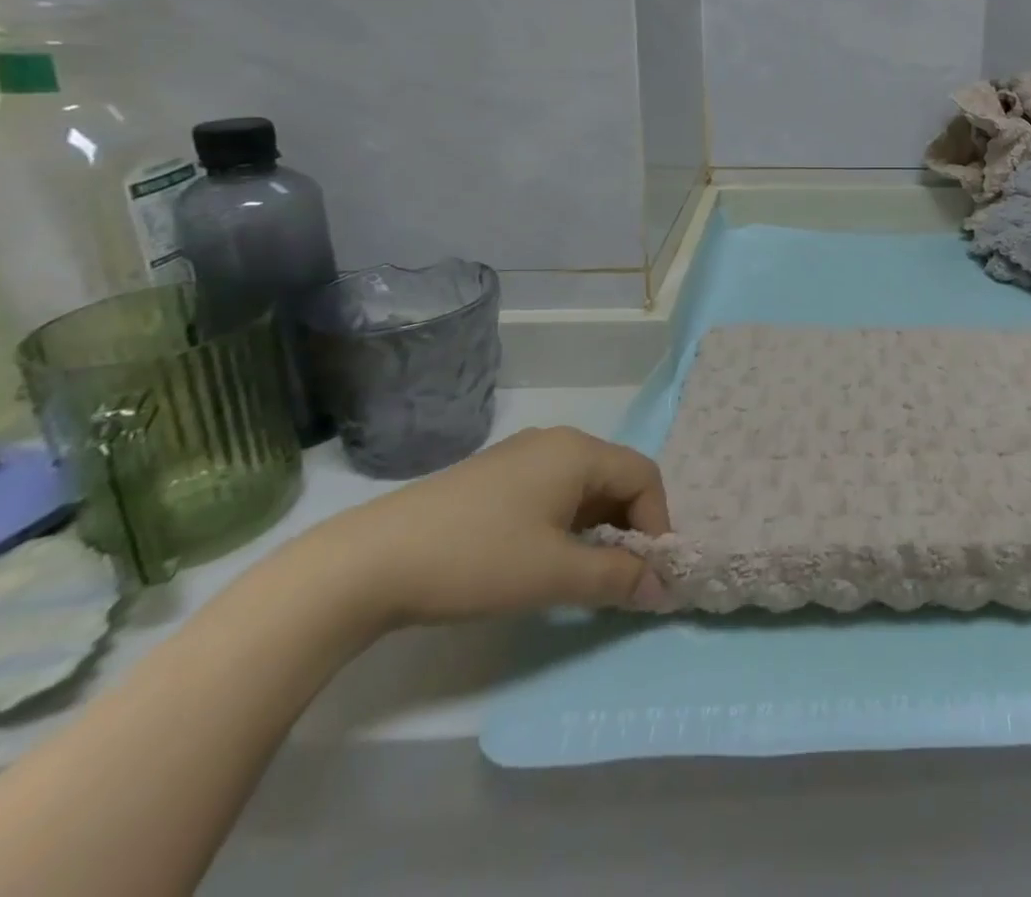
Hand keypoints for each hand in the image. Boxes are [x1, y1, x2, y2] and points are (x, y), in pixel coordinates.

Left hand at [299, 427, 673, 628]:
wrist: (366, 564)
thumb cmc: (476, 559)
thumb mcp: (554, 574)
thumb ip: (617, 578)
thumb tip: (665, 588)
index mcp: (579, 451)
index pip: (644, 476)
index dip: (657, 524)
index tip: (647, 574)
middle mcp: (556, 442)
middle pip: (616, 479)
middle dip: (627, 528)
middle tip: (618, 578)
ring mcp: (520, 457)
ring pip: (582, 489)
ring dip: (596, 530)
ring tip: (581, 576)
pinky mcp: (492, 478)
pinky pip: (551, 493)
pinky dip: (565, 525)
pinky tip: (540, 560)